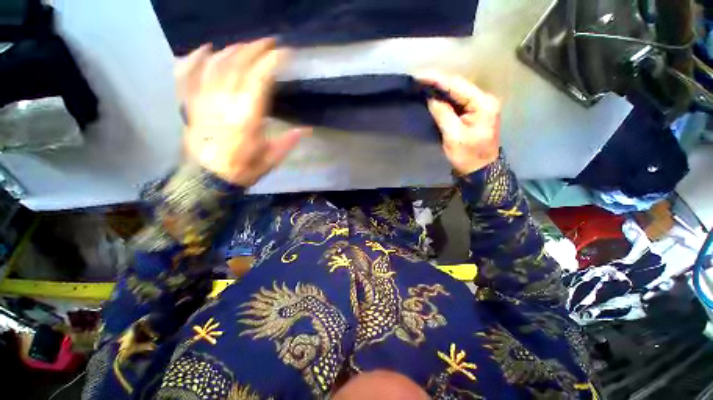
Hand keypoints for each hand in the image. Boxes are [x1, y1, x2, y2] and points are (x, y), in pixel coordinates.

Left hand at [175, 38, 306, 186]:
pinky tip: (205, 49)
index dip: (272, 62)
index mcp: (248, 117)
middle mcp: (224, 103)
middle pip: (238, 65)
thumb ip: (288, 141)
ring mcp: (204, 101)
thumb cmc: (243, 169)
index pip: (260, 80)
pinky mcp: (192, 104)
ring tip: (245, 46)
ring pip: (216, 65)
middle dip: (254, 49)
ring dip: (232, 51)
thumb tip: (307, 130)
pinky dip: (195, 59)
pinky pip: (189, 75)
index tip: (284, 53)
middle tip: (268, 42)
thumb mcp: (271, 159)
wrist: (208, 180)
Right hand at [417, 71, 499, 175]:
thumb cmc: (467, 156)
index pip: (457, 85)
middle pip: (459, 85)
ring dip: (441, 87)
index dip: (437, 79)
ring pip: (458, 91)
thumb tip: (431, 98)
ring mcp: (482, 104)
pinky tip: (435, 94)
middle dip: (438, 81)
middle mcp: (485, 99)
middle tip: (419, 79)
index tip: (419, 76)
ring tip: (424, 84)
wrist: (481, 170)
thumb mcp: (453, 136)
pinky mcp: (476, 111)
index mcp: (482, 104)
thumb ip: (443, 114)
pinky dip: (446, 96)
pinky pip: (459, 99)